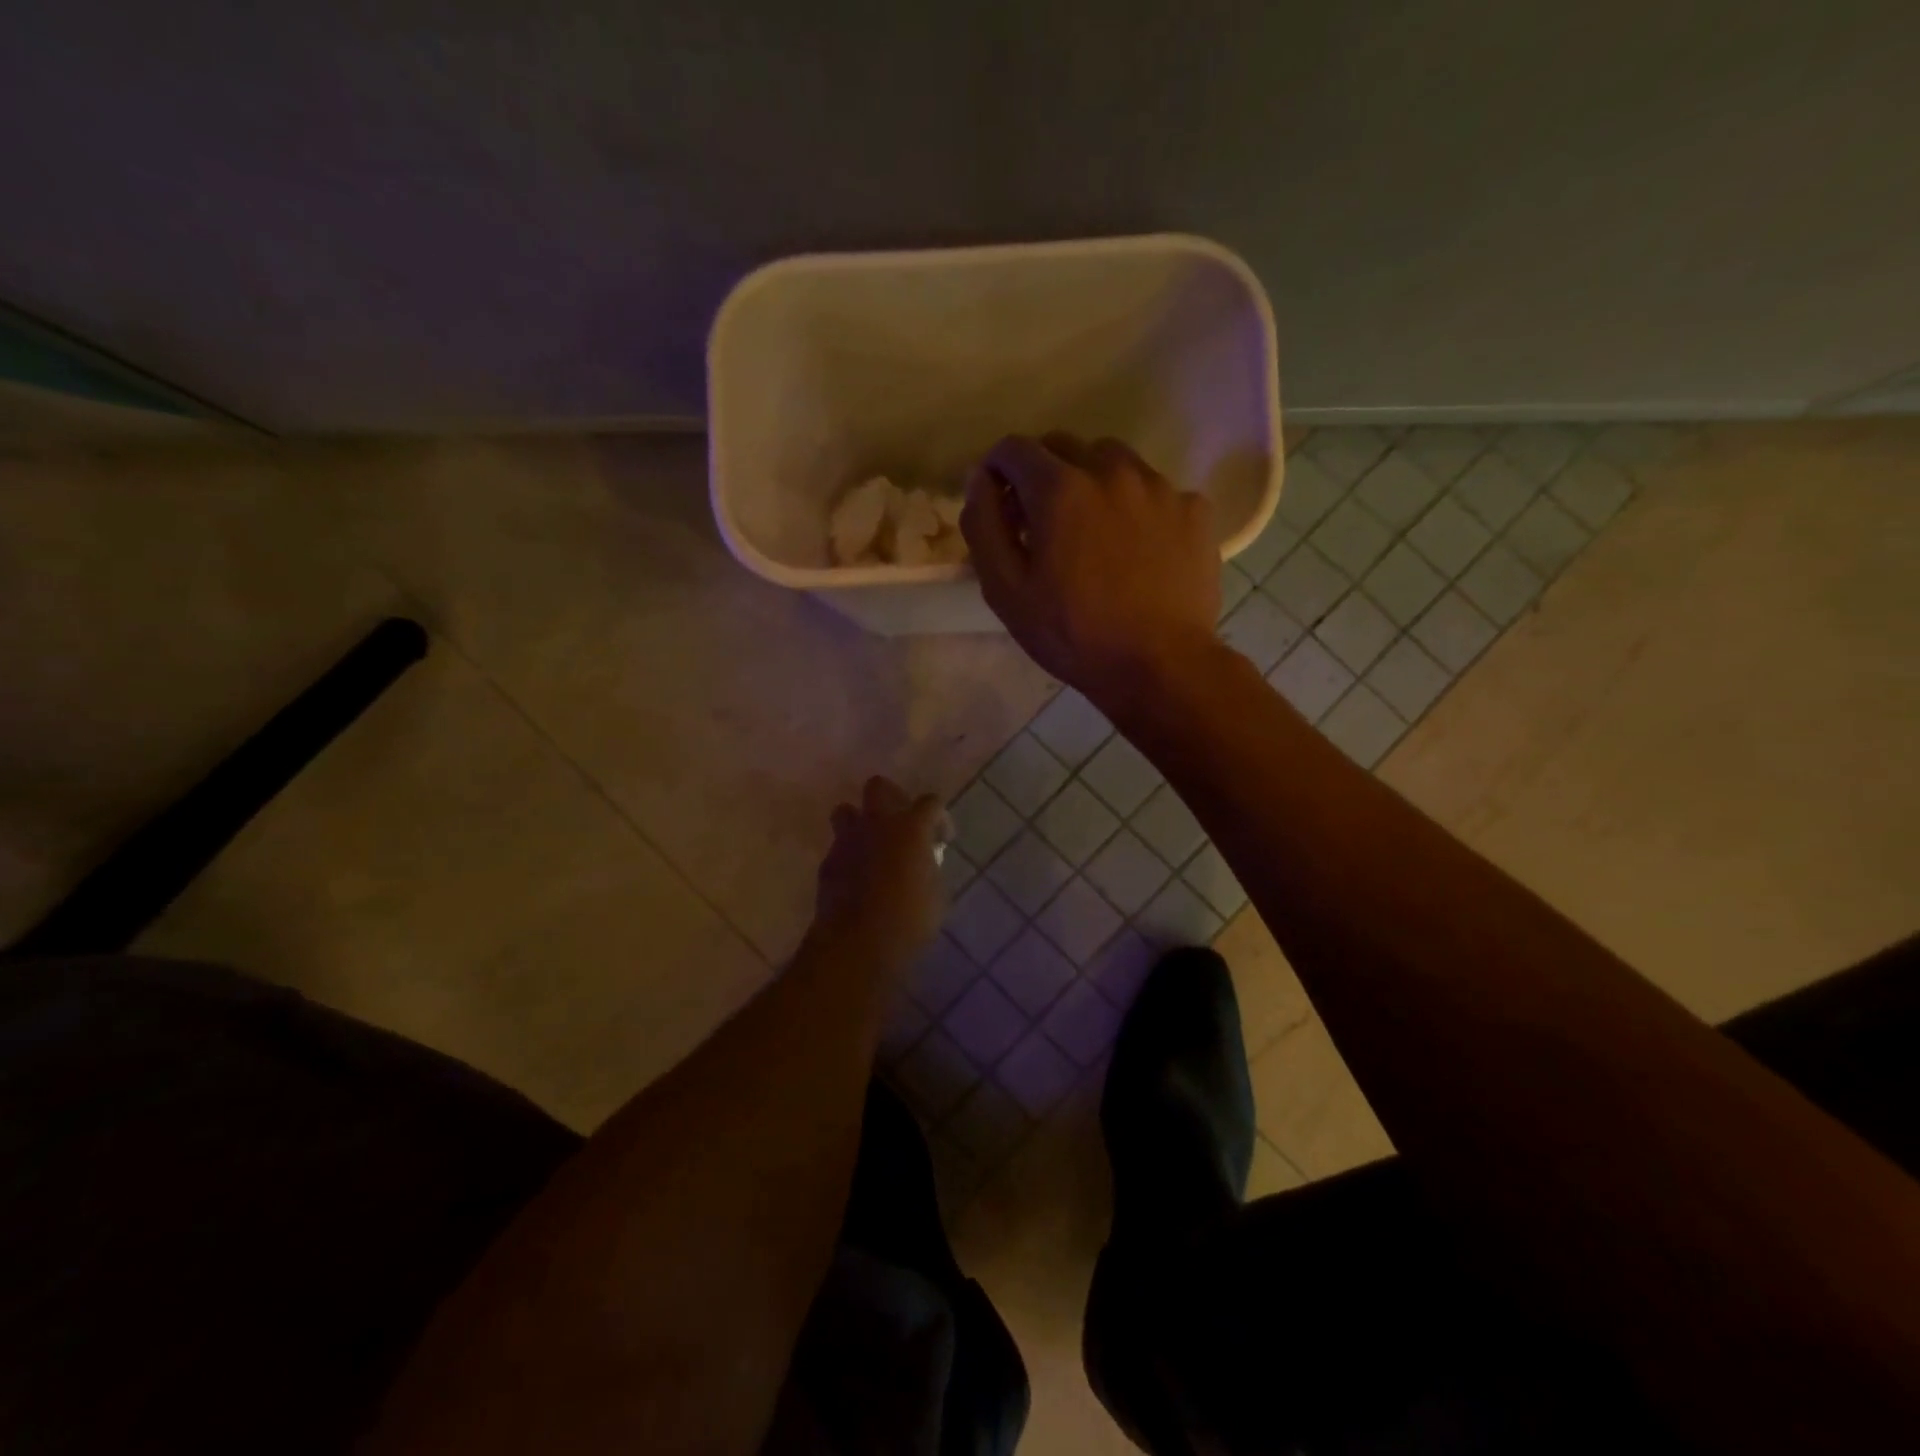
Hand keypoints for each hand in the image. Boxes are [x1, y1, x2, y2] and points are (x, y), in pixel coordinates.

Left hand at [813, 777, 946, 966]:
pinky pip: (839, 846)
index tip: (943, 839)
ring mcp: (847, 840)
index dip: (940, 818)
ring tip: (873, 844)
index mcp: (911, 828)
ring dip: (861, 821)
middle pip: (878, 786)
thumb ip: (930, 868)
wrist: (858, 943)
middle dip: (891, 797)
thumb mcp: (936, 894)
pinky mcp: (828, 862)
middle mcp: (877, 824)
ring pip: (847, 811)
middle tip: (902, 823)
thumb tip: (925, 862)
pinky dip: (849, 854)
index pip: (930, 803)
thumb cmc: (909, 920)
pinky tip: (858, 876)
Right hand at [960, 433, 1220, 712]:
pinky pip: (1155, 492)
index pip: (1014, 448)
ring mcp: (1160, 487)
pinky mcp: (1194, 509)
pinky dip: (1137, 508)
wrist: (1160, 665)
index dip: (997, 471)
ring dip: (1092, 483)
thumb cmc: (1072, 634)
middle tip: (1042, 524)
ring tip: (1093, 533)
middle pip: (1065, 446)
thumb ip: (983, 525)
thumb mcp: (1005, 590)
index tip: (1000, 505)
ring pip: (1114, 462)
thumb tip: (979, 480)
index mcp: (1059, 488)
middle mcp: (1111, 470)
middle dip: (1043, 474)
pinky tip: (1138, 549)